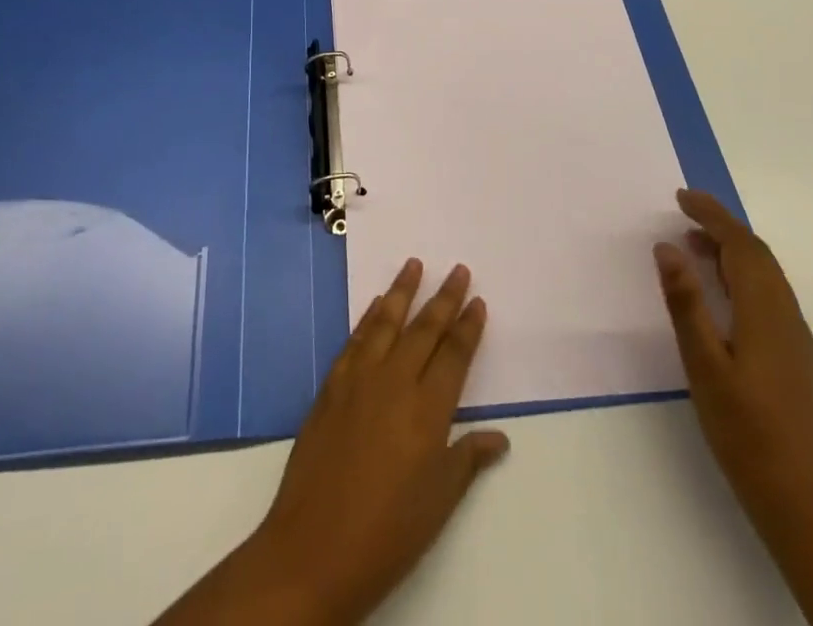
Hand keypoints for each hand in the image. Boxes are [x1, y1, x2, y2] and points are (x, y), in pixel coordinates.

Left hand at [156, 259, 507, 625]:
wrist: (313, 548)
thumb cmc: (387, 532)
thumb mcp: (438, 503)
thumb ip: (467, 459)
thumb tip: (499, 436)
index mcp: (427, 410)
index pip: (454, 355)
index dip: (468, 327)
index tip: (478, 300)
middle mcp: (395, 382)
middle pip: (424, 329)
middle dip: (444, 298)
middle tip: (458, 269)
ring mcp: (359, 379)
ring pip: (386, 322)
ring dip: (402, 291)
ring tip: (414, 263)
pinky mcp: (331, 386)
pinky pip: (355, 339)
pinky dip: (369, 317)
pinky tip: (376, 305)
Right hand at [654, 189, 812, 528]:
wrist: (802, 499)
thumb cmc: (745, 430)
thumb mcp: (704, 365)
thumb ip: (686, 303)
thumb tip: (667, 246)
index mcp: (764, 311)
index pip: (740, 244)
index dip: (711, 215)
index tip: (681, 197)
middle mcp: (785, 314)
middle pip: (757, 253)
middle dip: (722, 225)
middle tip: (684, 211)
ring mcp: (794, 336)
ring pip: (765, 273)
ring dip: (732, 248)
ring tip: (695, 243)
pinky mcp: (794, 355)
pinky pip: (769, 292)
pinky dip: (742, 272)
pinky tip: (721, 289)